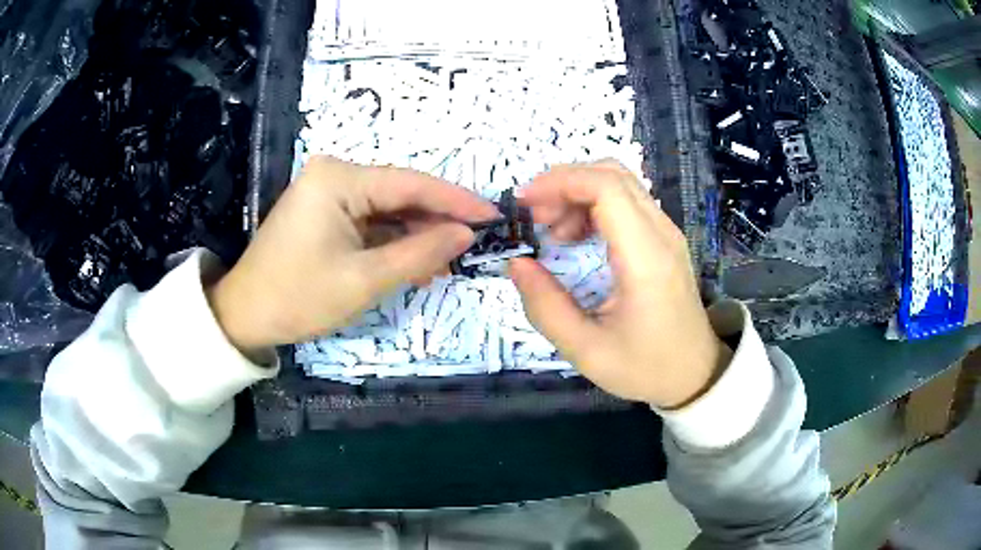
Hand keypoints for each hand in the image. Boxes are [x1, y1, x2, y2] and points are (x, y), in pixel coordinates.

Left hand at [207, 157, 497, 355]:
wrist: (245, 314)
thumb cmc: (299, 297)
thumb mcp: (364, 280)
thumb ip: (419, 253)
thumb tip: (466, 234)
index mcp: (339, 179)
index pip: (411, 183)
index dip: (456, 200)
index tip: (494, 215)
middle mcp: (334, 174)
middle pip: (400, 193)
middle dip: (436, 221)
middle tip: (474, 245)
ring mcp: (328, 191)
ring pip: (388, 209)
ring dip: (416, 235)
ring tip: (446, 263)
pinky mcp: (324, 211)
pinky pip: (370, 221)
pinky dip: (393, 241)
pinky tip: (414, 261)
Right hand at [509, 162, 731, 408]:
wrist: (694, 373)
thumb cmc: (645, 367)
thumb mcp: (586, 350)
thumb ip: (545, 307)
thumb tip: (517, 263)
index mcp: (645, 259)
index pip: (606, 188)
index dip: (560, 183)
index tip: (525, 204)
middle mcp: (661, 233)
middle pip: (612, 174)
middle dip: (565, 184)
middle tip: (535, 218)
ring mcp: (666, 232)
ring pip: (620, 183)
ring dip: (578, 193)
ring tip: (553, 232)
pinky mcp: (664, 239)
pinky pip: (627, 202)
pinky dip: (594, 206)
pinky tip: (577, 237)